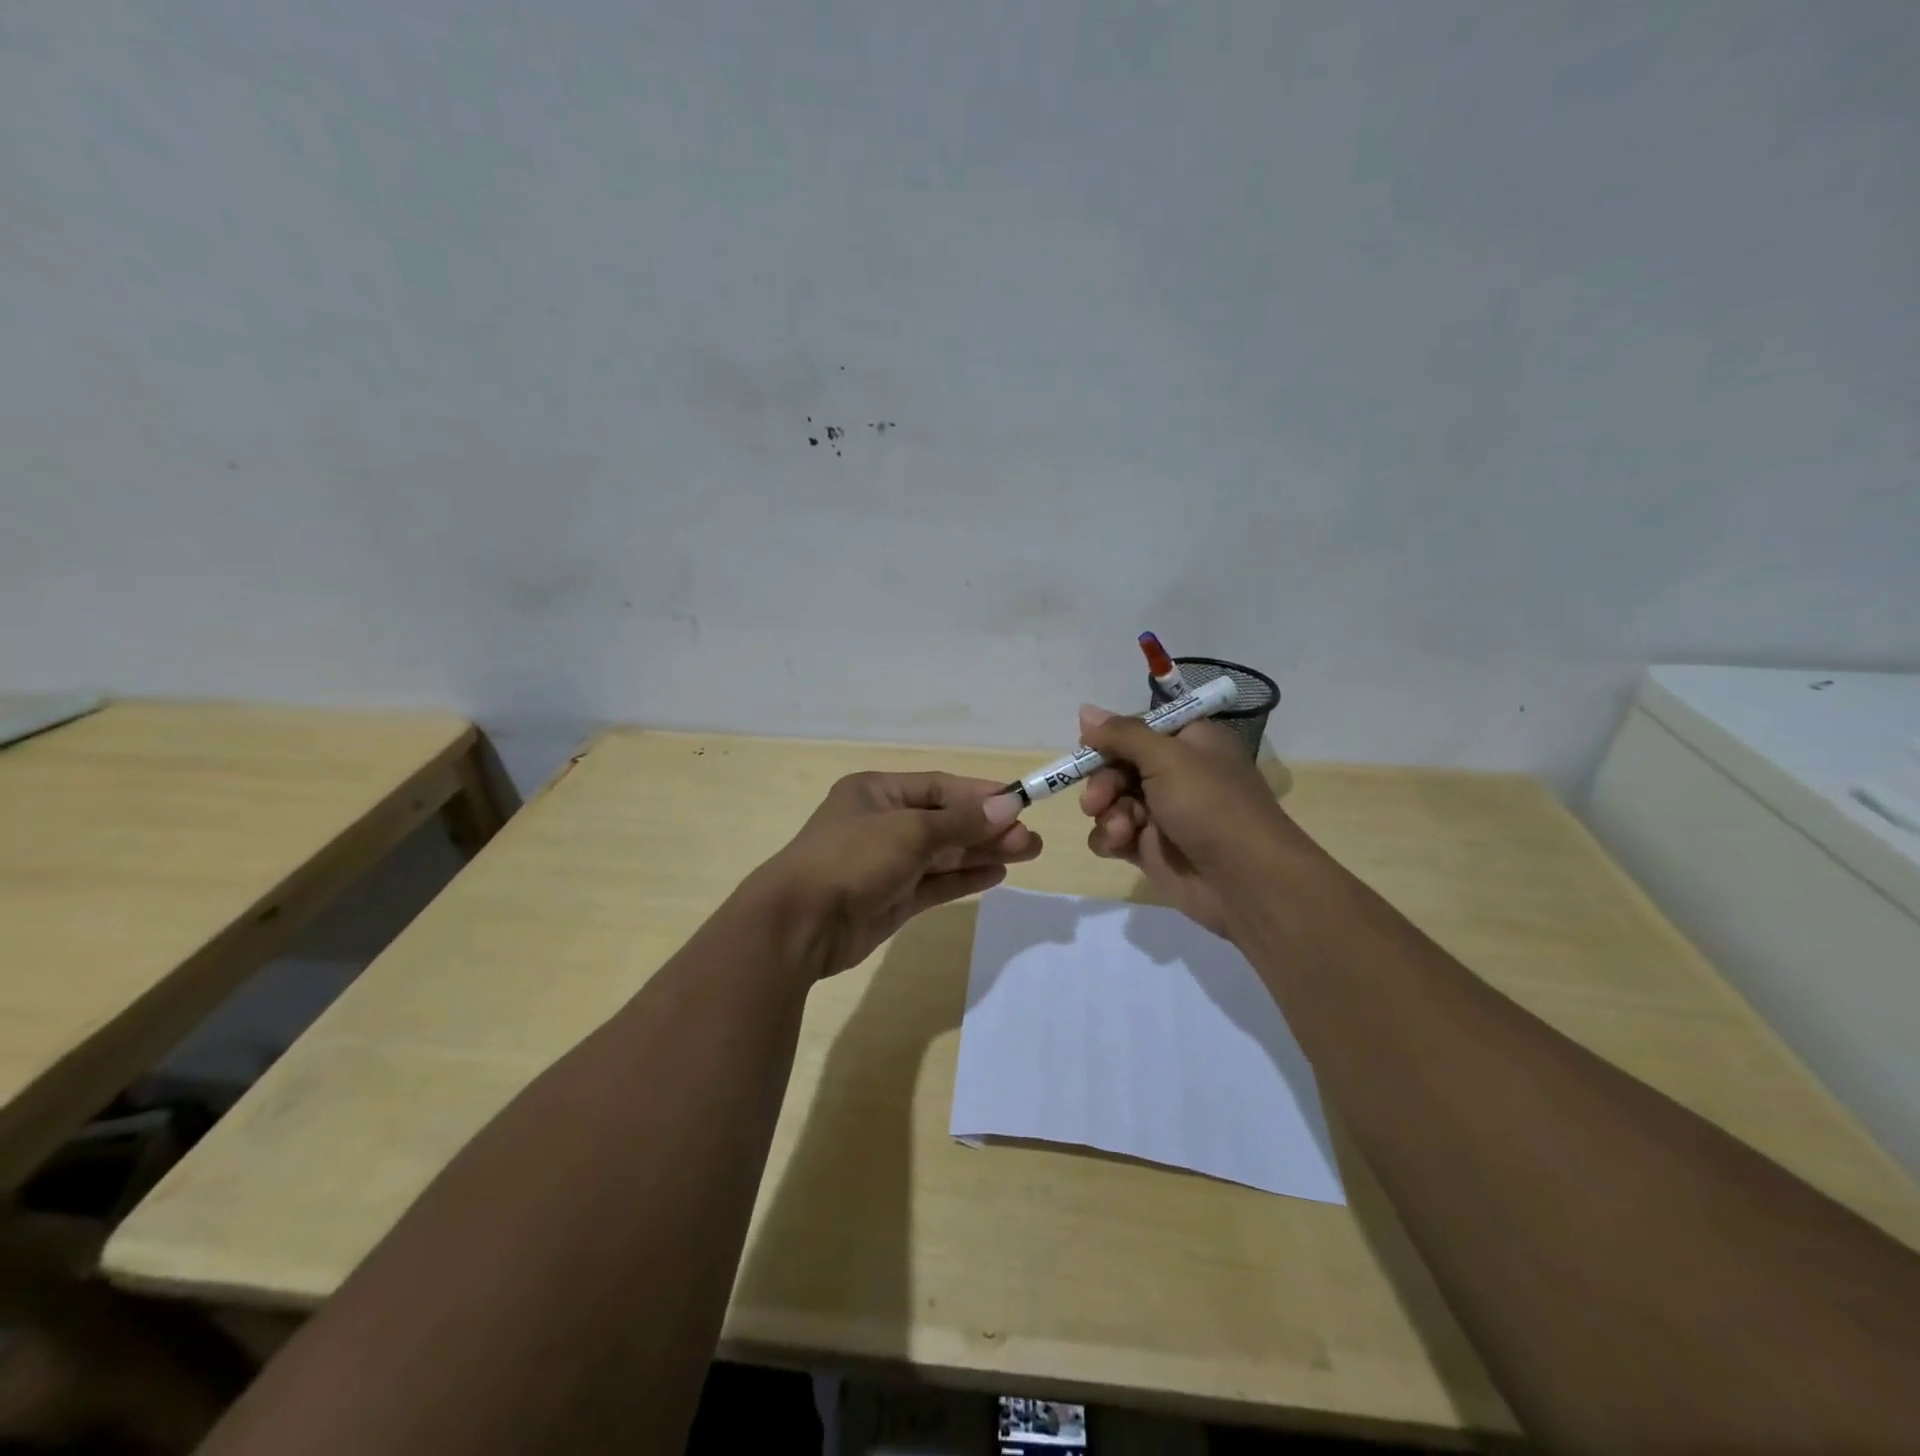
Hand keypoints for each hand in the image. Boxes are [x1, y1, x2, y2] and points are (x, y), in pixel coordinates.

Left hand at [749, 772, 1039, 977]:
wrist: (800, 924)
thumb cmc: (852, 859)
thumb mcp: (910, 832)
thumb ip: (961, 822)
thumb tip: (1009, 808)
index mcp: (877, 793)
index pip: (939, 787)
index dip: (980, 795)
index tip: (1020, 803)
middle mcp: (883, 823)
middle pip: (946, 821)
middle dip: (988, 828)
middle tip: (1032, 839)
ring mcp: (887, 863)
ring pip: (944, 853)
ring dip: (983, 852)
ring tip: (1027, 853)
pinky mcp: (892, 899)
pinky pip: (935, 883)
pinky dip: (964, 878)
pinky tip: (997, 874)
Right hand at [1077, 705, 1302, 936]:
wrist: (1245, 881)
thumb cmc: (1210, 806)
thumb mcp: (1167, 758)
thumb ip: (1122, 734)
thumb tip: (1085, 710)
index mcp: (1190, 742)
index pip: (1138, 729)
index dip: (1111, 738)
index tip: (1089, 747)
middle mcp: (1176, 773)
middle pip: (1117, 765)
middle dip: (1102, 781)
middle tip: (1097, 799)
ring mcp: (1161, 813)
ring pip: (1110, 801)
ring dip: (1107, 812)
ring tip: (1121, 829)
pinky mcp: (1149, 848)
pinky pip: (1113, 834)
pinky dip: (1110, 837)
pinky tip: (1120, 845)